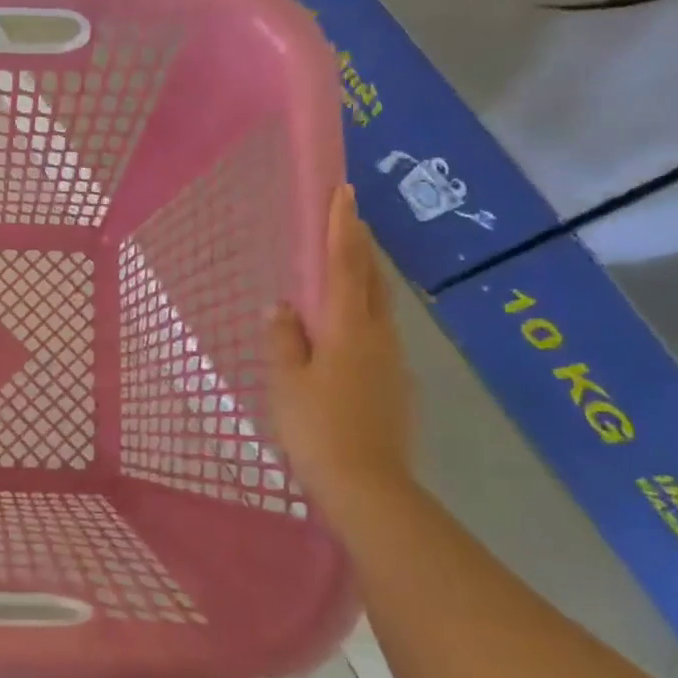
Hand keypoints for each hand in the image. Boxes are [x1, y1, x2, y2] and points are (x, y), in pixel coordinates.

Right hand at [268, 185, 415, 508]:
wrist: (367, 486)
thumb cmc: (318, 428)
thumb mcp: (287, 381)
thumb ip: (284, 339)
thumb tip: (282, 307)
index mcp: (348, 329)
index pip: (345, 266)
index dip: (342, 228)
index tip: (344, 192)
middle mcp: (378, 337)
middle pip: (372, 281)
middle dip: (360, 247)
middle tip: (347, 221)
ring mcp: (392, 362)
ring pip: (378, 308)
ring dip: (364, 280)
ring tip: (343, 269)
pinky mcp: (394, 385)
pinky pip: (377, 335)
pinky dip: (362, 315)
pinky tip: (345, 331)